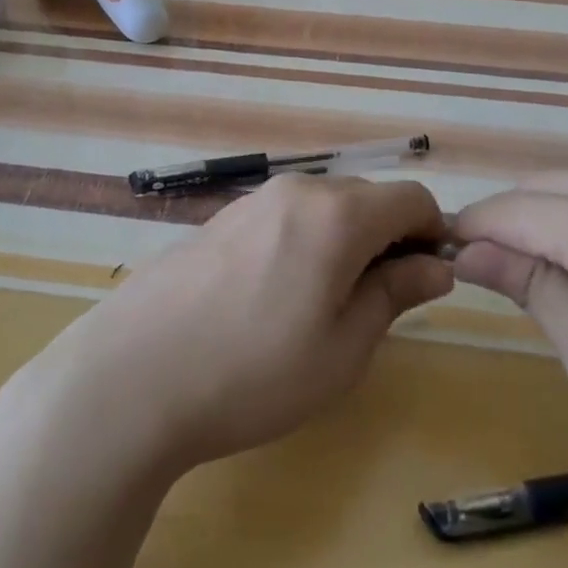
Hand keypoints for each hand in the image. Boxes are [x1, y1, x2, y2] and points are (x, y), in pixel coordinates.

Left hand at [13, 174, 452, 478]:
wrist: (132, 376)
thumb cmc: (254, 372)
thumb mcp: (343, 348)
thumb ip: (395, 294)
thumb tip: (435, 266)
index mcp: (337, 213)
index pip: (412, 198)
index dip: (432, 235)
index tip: (424, 284)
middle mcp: (296, 190)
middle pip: (367, 199)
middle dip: (387, 241)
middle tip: (374, 307)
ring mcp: (251, 201)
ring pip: (323, 209)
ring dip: (343, 244)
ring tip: (319, 310)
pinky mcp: (219, 220)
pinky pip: (283, 219)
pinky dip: (302, 245)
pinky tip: (271, 301)